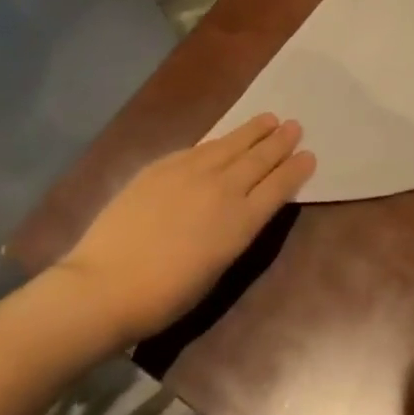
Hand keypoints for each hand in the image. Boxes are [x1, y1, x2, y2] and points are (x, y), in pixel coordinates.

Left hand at [51, 114, 315, 343]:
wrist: (104, 286)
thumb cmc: (165, 295)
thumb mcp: (216, 268)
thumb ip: (235, 231)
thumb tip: (243, 208)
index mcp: (241, 222)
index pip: (279, 186)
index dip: (296, 169)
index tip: (309, 155)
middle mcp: (222, 189)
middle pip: (259, 158)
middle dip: (279, 142)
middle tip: (294, 126)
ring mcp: (191, 173)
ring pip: (231, 144)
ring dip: (253, 131)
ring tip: (268, 119)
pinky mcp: (162, 167)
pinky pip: (199, 148)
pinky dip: (217, 141)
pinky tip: (222, 139)